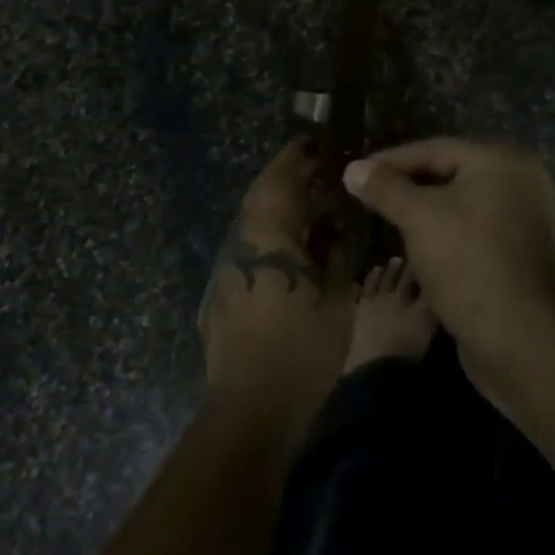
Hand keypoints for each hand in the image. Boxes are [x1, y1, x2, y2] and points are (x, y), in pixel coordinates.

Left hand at [200, 140, 352, 451]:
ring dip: (278, 213)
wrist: (252, 410)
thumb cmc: (303, 350)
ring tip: (310, 213)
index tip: (315, 144)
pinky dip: (268, 244)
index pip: (279, 178)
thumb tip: (331, 229)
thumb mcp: (337, 299)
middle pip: (260, 198)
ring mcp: (223, 271)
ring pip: (251, 226)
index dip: (296, 157)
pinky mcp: (218, 297)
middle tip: (317, 174)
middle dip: (287, 181)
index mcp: (267, 236)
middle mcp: (238, 245)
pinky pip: (245, 254)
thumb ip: (335, 255)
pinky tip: (289, 258)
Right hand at [342, 138, 554, 400]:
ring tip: (392, 221)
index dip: (391, 161)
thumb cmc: (468, 262)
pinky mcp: (527, 254)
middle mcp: (525, 183)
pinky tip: (426, 247)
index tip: (357, 174)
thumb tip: (353, 169)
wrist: (521, 338)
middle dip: (409, 186)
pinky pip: (479, 230)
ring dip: (428, 211)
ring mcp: (531, 220)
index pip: (435, 149)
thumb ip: (385, 188)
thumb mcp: (418, 217)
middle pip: (453, 174)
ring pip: (465, 205)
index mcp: (505, 161)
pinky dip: (451, 233)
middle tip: (372, 196)